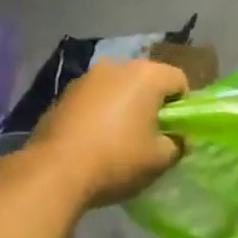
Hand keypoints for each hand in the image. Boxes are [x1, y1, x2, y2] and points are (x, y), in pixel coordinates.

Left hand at [21, 59, 188, 209]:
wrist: (55, 171)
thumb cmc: (117, 160)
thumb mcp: (160, 160)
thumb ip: (178, 144)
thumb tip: (178, 138)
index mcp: (147, 75)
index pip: (179, 80)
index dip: (183, 106)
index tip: (175, 131)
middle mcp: (117, 66)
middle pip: (147, 80)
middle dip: (152, 103)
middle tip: (150, 136)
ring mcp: (87, 78)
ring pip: (118, 87)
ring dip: (124, 106)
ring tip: (119, 139)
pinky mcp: (64, 93)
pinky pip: (95, 98)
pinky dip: (100, 112)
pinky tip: (94, 139)